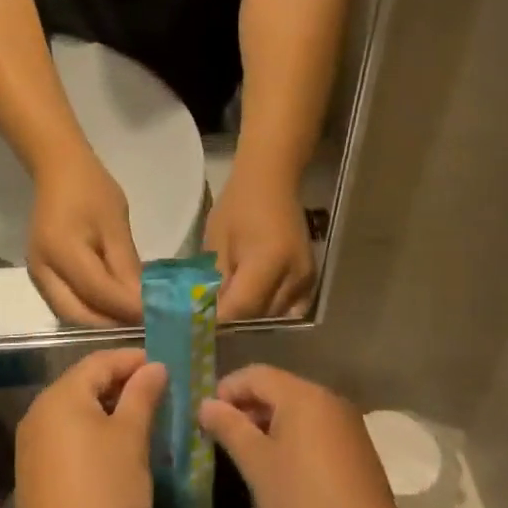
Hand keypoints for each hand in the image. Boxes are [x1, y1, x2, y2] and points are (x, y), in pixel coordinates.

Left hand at [16, 349, 166, 507]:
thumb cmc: (106, 492)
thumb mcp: (131, 439)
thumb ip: (142, 396)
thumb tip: (154, 367)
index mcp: (61, 396)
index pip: (100, 361)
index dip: (133, 360)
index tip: (165, 367)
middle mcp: (39, 411)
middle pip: (84, 383)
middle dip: (121, 383)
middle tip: (158, 393)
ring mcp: (32, 442)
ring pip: (75, 410)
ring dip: (108, 409)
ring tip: (142, 419)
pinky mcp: (34, 469)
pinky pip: (66, 435)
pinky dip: (92, 432)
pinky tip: (116, 448)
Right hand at [29, 147, 143, 325]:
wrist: (58, 170)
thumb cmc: (91, 190)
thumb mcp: (115, 224)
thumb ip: (126, 266)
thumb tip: (142, 301)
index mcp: (61, 252)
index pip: (98, 293)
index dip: (128, 308)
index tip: (157, 315)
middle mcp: (42, 270)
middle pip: (77, 315)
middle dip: (111, 324)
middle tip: (144, 322)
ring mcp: (37, 274)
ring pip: (69, 313)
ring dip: (100, 321)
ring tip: (130, 317)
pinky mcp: (40, 273)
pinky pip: (64, 302)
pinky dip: (89, 310)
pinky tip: (111, 305)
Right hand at [197, 365, 407, 507]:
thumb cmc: (302, 499)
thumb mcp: (256, 463)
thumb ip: (229, 427)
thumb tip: (206, 404)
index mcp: (302, 395)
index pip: (255, 374)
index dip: (227, 390)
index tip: (208, 418)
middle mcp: (328, 399)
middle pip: (278, 389)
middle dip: (247, 408)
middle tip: (224, 437)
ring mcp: (347, 424)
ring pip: (297, 410)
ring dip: (269, 424)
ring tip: (249, 455)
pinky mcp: (357, 449)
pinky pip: (315, 428)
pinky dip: (292, 437)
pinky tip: (282, 468)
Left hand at [203, 166, 315, 321]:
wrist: (271, 182)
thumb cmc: (238, 206)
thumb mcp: (217, 242)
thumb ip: (216, 280)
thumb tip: (206, 313)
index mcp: (268, 262)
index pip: (242, 308)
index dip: (218, 320)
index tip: (197, 324)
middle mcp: (294, 276)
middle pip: (260, 316)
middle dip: (233, 321)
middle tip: (209, 318)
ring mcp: (306, 280)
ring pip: (274, 316)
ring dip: (250, 317)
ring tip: (228, 309)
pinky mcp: (310, 279)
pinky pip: (289, 308)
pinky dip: (269, 310)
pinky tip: (252, 302)